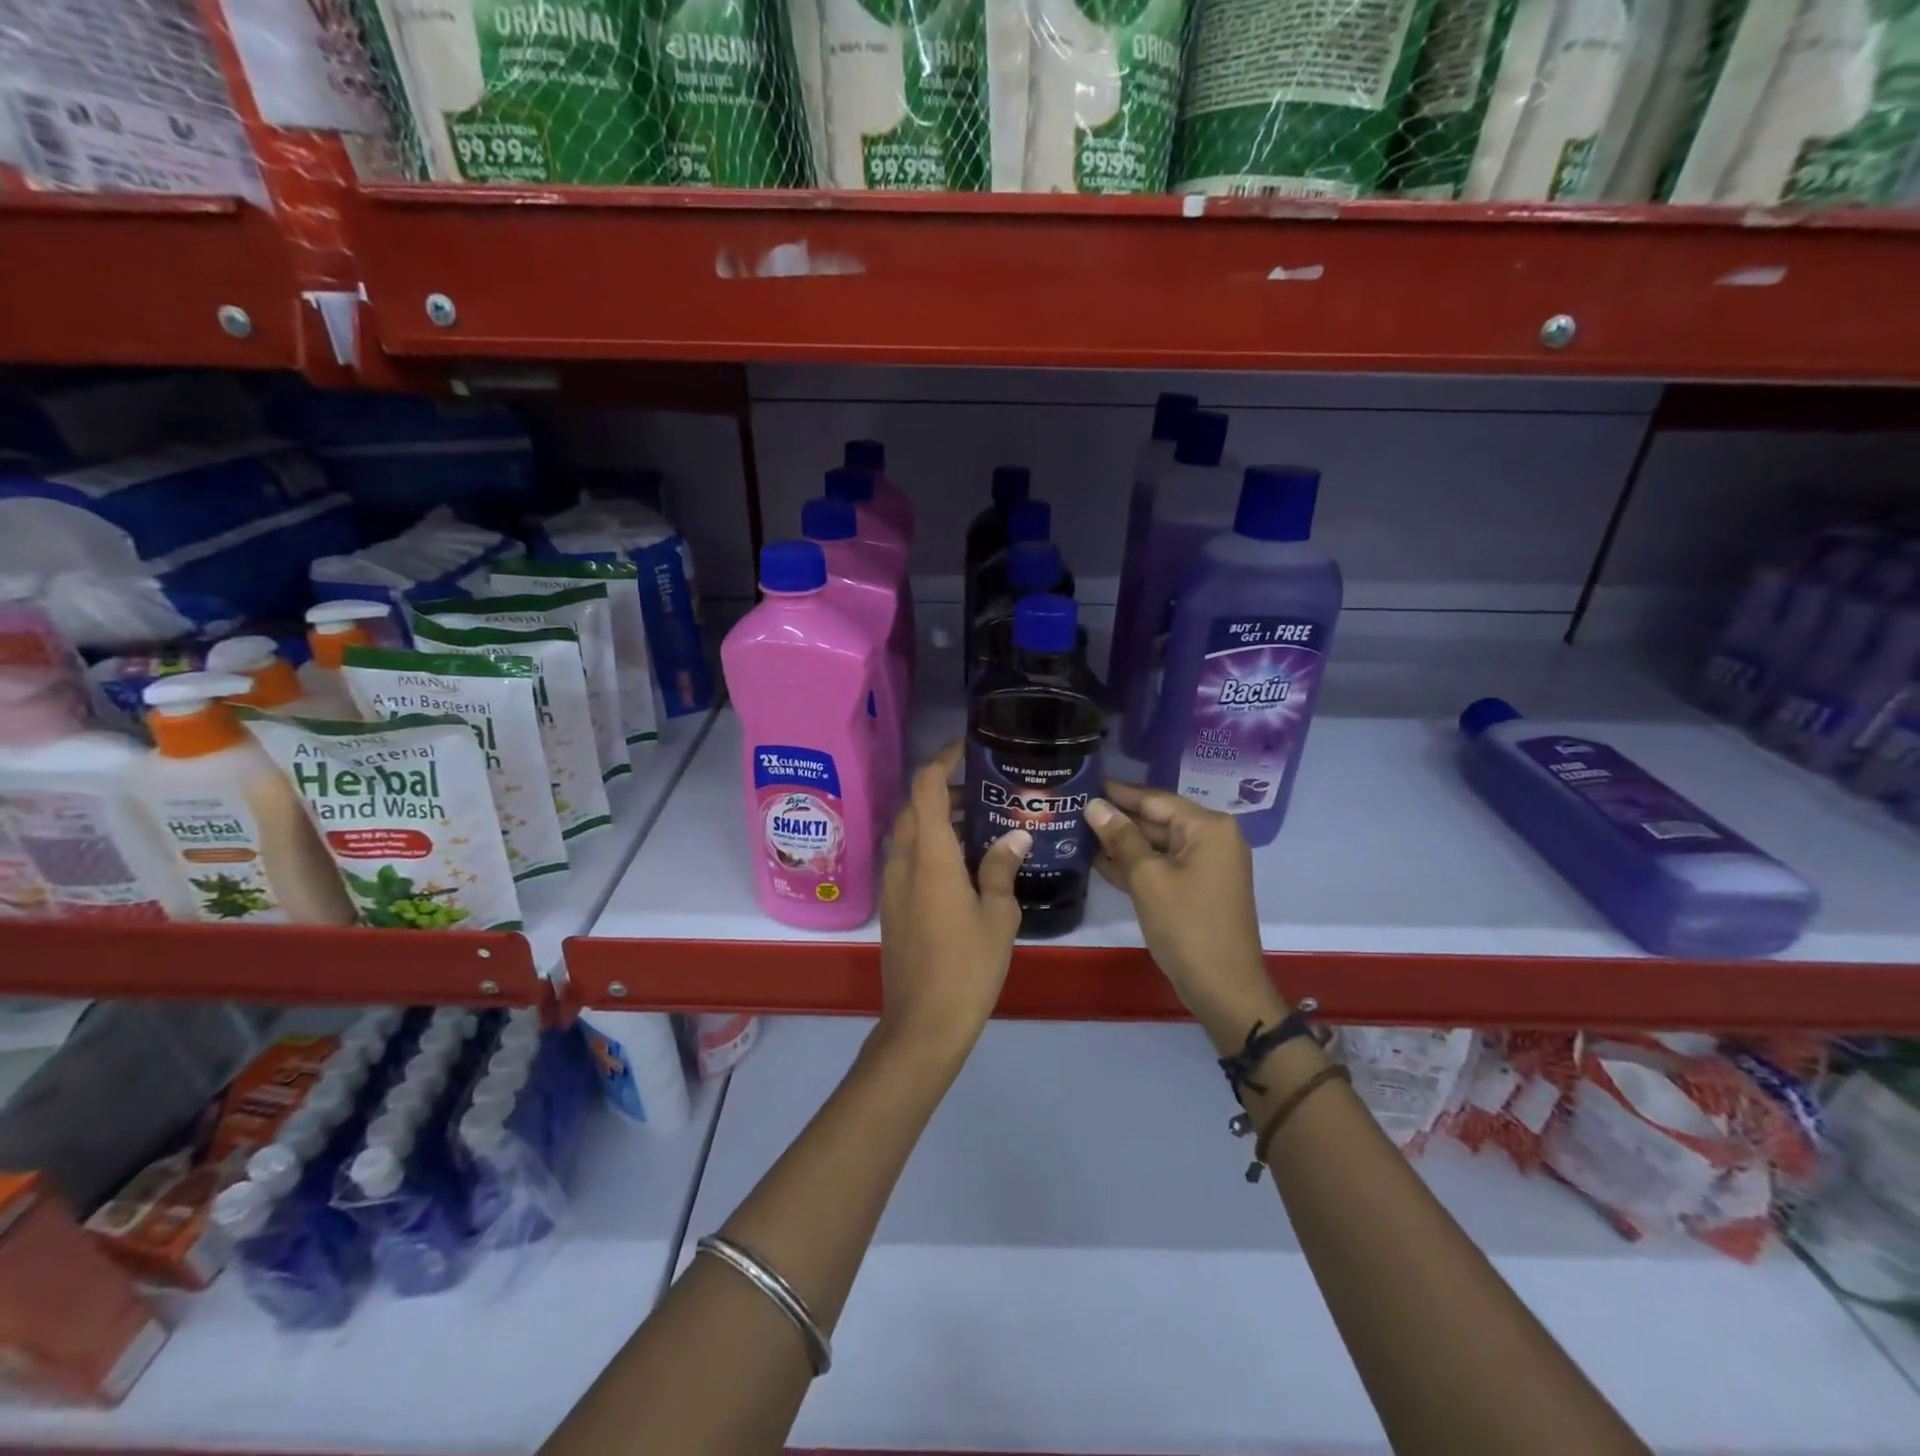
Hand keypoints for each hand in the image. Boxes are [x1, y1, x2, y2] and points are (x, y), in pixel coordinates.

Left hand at [875, 741, 1029, 1061]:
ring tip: (981, 824)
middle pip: (916, 806)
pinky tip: (963, 864)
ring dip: (939, 819)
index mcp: (930, 855)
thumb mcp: (998, 915)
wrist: (923, 1023)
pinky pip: (909, 858)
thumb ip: (1002, 868)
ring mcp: (893, 883)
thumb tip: (1016, 835)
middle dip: (946, 789)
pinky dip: (932, 845)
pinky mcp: (892, 905)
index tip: (968, 748)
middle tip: (986, 791)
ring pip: (911, 833)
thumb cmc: (967, 966)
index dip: (943, 759)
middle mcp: (904, 860)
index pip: (926, 787)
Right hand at [1085, 781, 1284, 1050]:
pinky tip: (1098, 861)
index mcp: (1207, 827)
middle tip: (1072, 808)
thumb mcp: (1148, 878)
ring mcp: (1206, 864)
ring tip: (1076, 831)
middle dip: (1116, 818)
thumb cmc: (1186, 926)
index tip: (1082, 782)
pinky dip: (1135, 864)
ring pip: (1156, 844)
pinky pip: (1162, 865)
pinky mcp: (1197, 887)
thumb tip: (1094, 805)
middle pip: (1156, 819)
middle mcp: (1211, 838)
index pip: (1154, 799)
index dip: (1116, 792)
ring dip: (1121, 842)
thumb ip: (1121, 837)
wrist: (1223, 988)